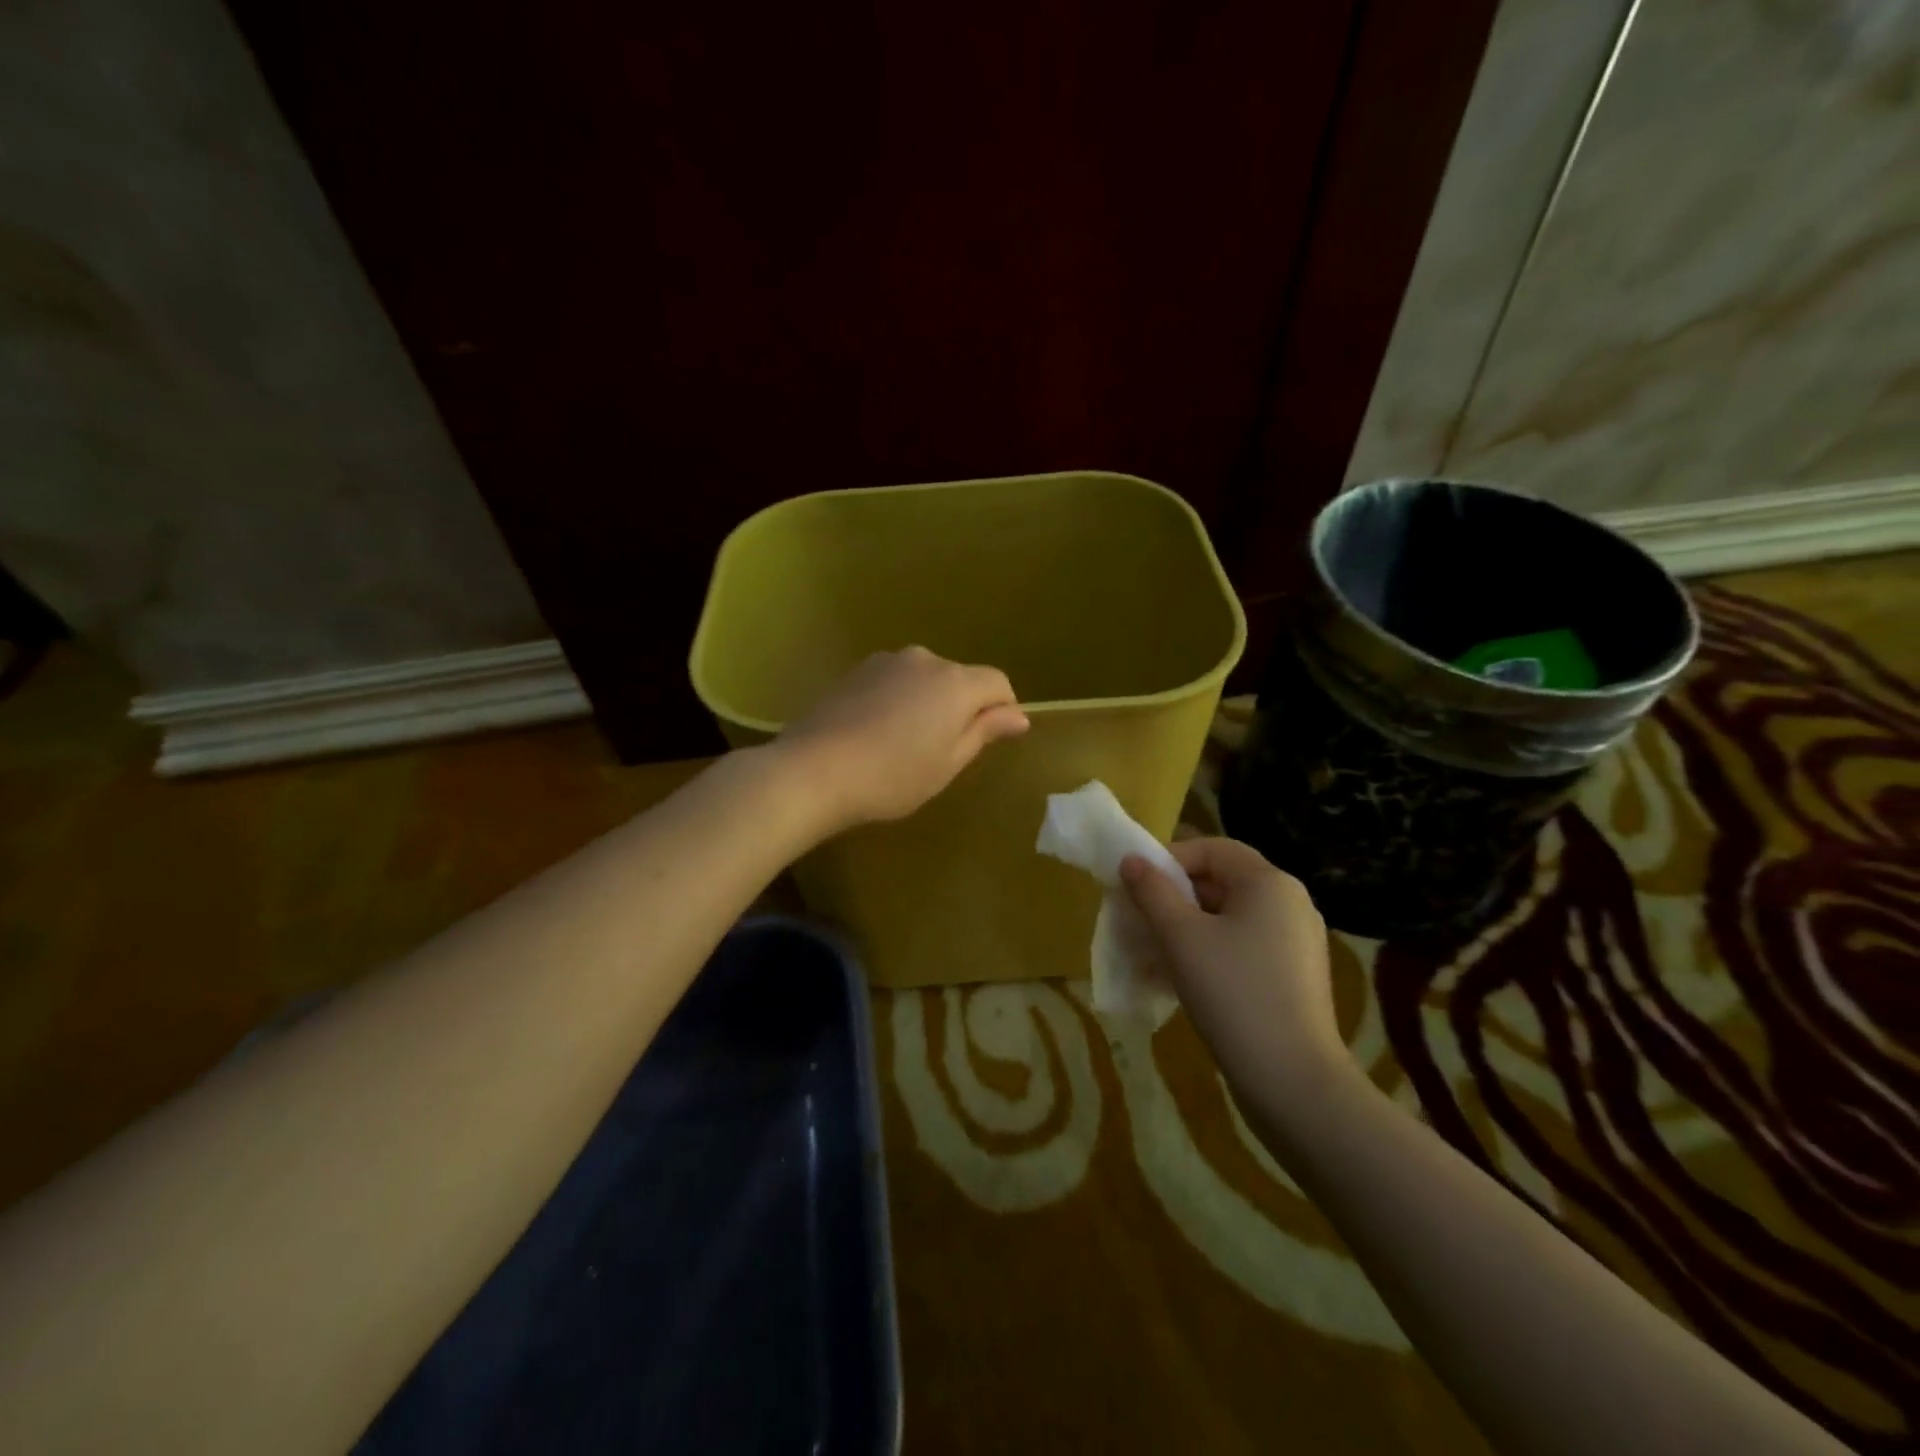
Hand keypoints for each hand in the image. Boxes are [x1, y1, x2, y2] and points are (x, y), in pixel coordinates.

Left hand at [777, 647, 1028, 830]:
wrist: (814, 770)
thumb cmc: (892, 776)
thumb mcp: (948, 763)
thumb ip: (984, 731)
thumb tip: (1018, 715)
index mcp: (956, 683)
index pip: (998, 683)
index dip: (1003, 710)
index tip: (990, 741)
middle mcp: (925, 660)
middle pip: (959, 679)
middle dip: (961, 707)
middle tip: (942, 752)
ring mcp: (886, 662)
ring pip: (924, 679)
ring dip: (927, 703)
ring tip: (904, 744)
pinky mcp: (856, 671)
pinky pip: (894, 682)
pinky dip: (897, 701)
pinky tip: (876, 734)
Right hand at [1120, 838, 1350, 1109]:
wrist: (1293, 1081)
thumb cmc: (1233, 993)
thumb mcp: (1181, 937)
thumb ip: (1152, 892)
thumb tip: (1132, 861)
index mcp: (1270, 884)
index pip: (1213, 849)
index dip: (1169, 859)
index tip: (1135, 885)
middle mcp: (1289, 905)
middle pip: (1220, 884)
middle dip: (1172, 899)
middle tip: (1135, 921)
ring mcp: (1294, 945)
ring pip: (1226, 921)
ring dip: (1183, 931)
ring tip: (1146, 954)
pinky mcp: (1291, 980)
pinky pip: (1240, 950)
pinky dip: (1206, 955)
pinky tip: (1173, 981)